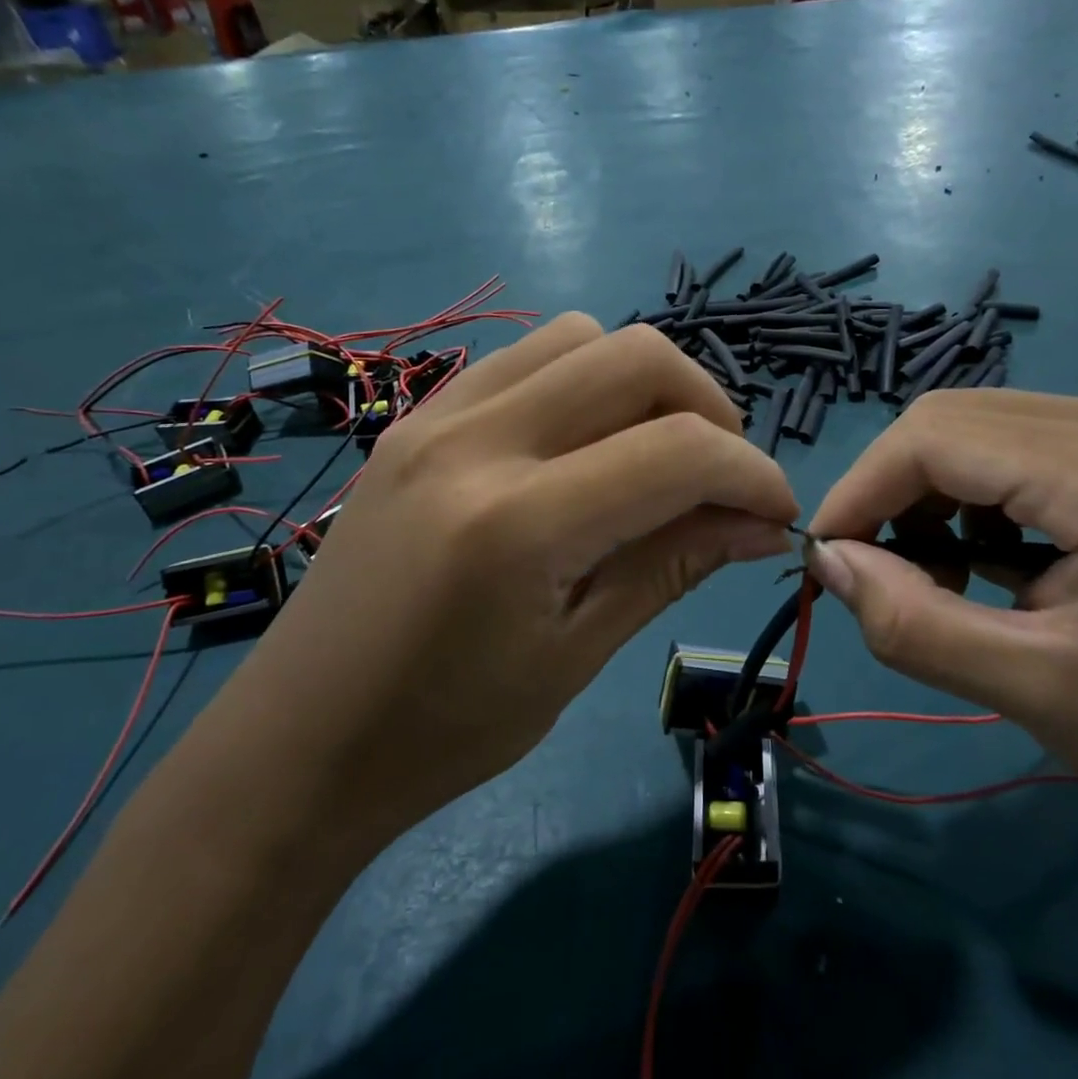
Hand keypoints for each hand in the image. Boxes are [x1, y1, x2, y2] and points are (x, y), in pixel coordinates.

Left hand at [217, 315, 798, 856]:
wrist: (301, 742)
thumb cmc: (446, 730)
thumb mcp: (578, 655)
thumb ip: (675, 565)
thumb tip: (763, 524)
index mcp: (519, 522)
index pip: (679, 451)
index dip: (752, 474)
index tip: (776, 514)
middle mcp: (476, 439)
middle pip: (636, 356)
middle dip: (709, 408)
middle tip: (720, 479)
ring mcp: (435, 416)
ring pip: (579, 337)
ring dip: (642, 384)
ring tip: (653, 455)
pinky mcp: (414, 418)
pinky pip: (523, 360)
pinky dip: (580, 384)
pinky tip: (583, 448)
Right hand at [806, 390, 1077, 854]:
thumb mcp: (1038, 695)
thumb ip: (914, 625)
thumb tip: (830, 562)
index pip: (935, 435)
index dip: (862, 489)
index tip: (828, 559)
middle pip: (954, 419)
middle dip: (894, 493)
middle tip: (885, 578)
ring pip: (983, 427)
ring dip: (935, 495)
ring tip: (945, 579)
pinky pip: (1024, 444)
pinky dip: (981, 495)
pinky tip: (998, 561)